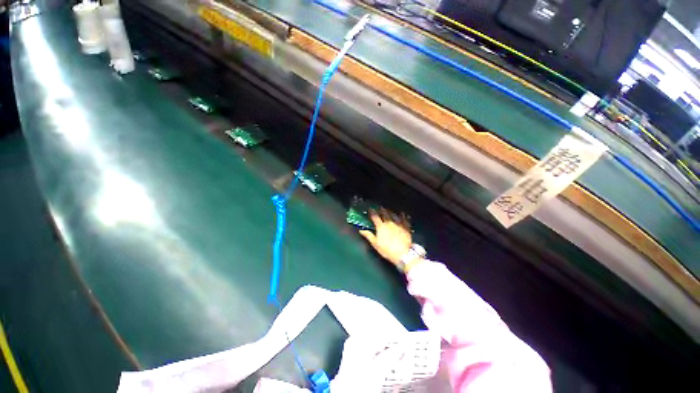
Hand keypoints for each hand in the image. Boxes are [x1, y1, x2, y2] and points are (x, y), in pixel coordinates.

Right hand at [359, 209, 411, 266]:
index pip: (375, 217)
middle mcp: (389, 222)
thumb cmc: (387, 249)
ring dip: (391, 211)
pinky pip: (404, 219)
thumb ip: (368, 235)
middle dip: (382, 210)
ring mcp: (398, 224)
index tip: (370, 209)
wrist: (403, 253)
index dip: (372, 212)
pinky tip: (403, 213)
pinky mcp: (406, 227)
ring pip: (394, 215)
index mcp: (381, 226)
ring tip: (389, 209)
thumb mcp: (375, 244)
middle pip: (385, 214)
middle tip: (380, 207)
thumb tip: (361, 230)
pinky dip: (403, 215)